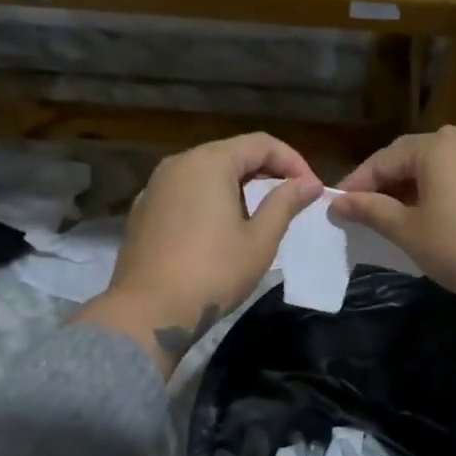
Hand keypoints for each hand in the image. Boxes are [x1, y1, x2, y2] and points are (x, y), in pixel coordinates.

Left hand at [78, 133, 320, 374]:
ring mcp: (155, 187)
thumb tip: (308, 184)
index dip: (293, 162)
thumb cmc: (212, 272)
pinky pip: (185, 194)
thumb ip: (284, 204)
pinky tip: (221, 230)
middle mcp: (178, 164)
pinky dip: (210, 201)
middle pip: (231, 154)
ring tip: (260, 216)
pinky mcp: (143, 212)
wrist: (148, 311)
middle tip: (291, 202)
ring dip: (238, 187)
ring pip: (206, 174)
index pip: (261, 144)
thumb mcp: (259, 240)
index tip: (312, 191)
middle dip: (266, 173)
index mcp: (208, 162)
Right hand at [329, 126, 455, 319]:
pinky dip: (435, 191)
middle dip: (383, 184)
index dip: (357, 184)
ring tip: (389, 217)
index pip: (383, 160)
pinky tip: (425, 215)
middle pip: (409, 157)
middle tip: (359, 212)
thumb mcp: (408, 230)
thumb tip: (338, 203)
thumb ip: (370, 210)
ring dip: (408, 188)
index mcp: (437, 145)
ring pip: (434, 167)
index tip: (336, 209)